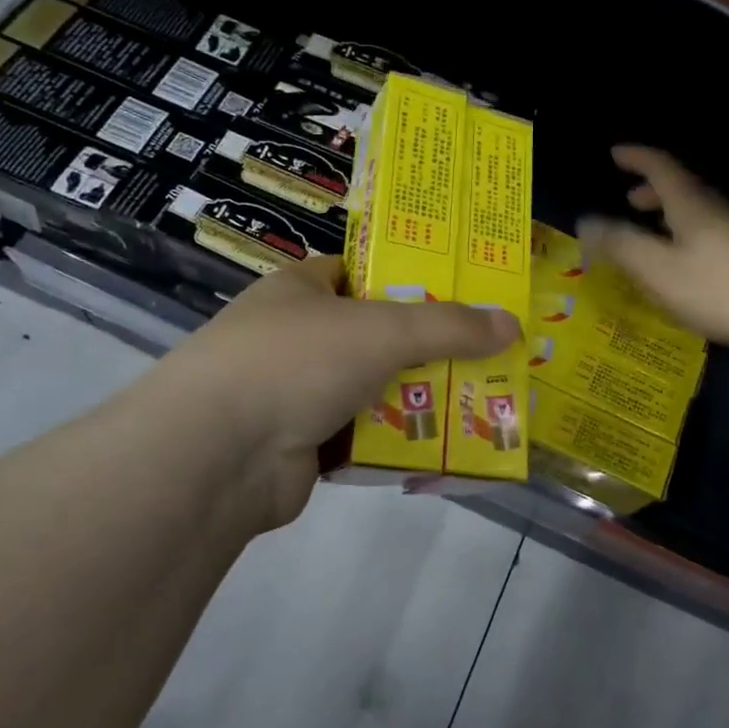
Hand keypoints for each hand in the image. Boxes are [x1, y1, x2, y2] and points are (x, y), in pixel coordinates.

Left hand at [135, 256, 520, 533]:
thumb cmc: (294, 363)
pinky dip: (394, 441)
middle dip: (426, 347)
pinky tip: (438, 446)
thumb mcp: (382, 330)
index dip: (406, 277)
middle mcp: (295, 336)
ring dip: (415, 399)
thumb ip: (448, 326)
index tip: (458, 291)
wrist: (216, 456)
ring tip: (476, 400)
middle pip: (375, 334)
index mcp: (301, 289)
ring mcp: (295, 392)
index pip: (358, 271)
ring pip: (372, 388)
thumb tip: (512, 325)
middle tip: (485, 353)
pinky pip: (362, 436)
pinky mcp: (301, 444)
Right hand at [577, 146, 728, 354]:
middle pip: (682, 188)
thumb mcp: (658, 269)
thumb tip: (586, 221)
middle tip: (630, 201)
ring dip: (670, 215)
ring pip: (697, 212)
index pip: (660, 167)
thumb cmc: (720, 288)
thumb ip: (621, 245)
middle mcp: (716, 210)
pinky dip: (686, 236)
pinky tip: (684, 266)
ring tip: (652, 234)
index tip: (616, 153)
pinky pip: (709, 234)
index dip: (637, 157)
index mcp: (691, 204)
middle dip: (652, 190)